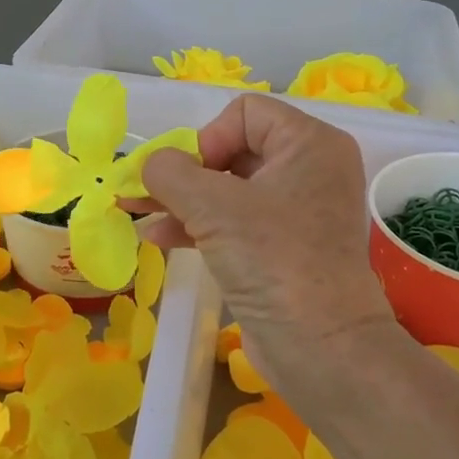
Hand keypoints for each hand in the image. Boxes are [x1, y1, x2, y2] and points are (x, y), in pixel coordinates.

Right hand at [141, 96, 398, 417]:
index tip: (188, 177)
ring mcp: (297, 210)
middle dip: (184, 171)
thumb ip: (170, 172)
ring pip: (229, 188)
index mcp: (309, 143)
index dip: (207, 137)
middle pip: (233, 148)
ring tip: (138, 211)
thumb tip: (151, 165)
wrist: (320, 346)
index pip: (244, 112)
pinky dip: (199, 224)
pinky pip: (235, 220)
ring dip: (182, 198)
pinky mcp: (283, 246)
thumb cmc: (272, 260)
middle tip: (145, 192)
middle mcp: (309, 168)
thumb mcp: (212, 207)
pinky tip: (160, 237)